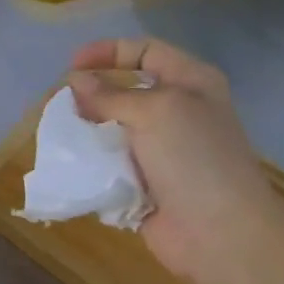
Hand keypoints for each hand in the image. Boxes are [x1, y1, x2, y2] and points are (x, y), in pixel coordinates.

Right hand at [68, 38, 283, 282]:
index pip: (146, 51)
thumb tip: (75, 81)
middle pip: (126, 91)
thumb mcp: (154, 111)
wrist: (220, 232)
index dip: (109, 52)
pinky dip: (92, 163)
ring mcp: (162, 151)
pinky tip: (72, 164)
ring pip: (114, 129)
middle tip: (63, 104)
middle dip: (93, 95)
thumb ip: (111, 94)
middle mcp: (178, 113)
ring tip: (62, 134)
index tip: (72, 65)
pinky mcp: (146, 184)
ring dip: (88, 131)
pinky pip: (111, 165)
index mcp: (191, 84)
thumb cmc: (194, 158)